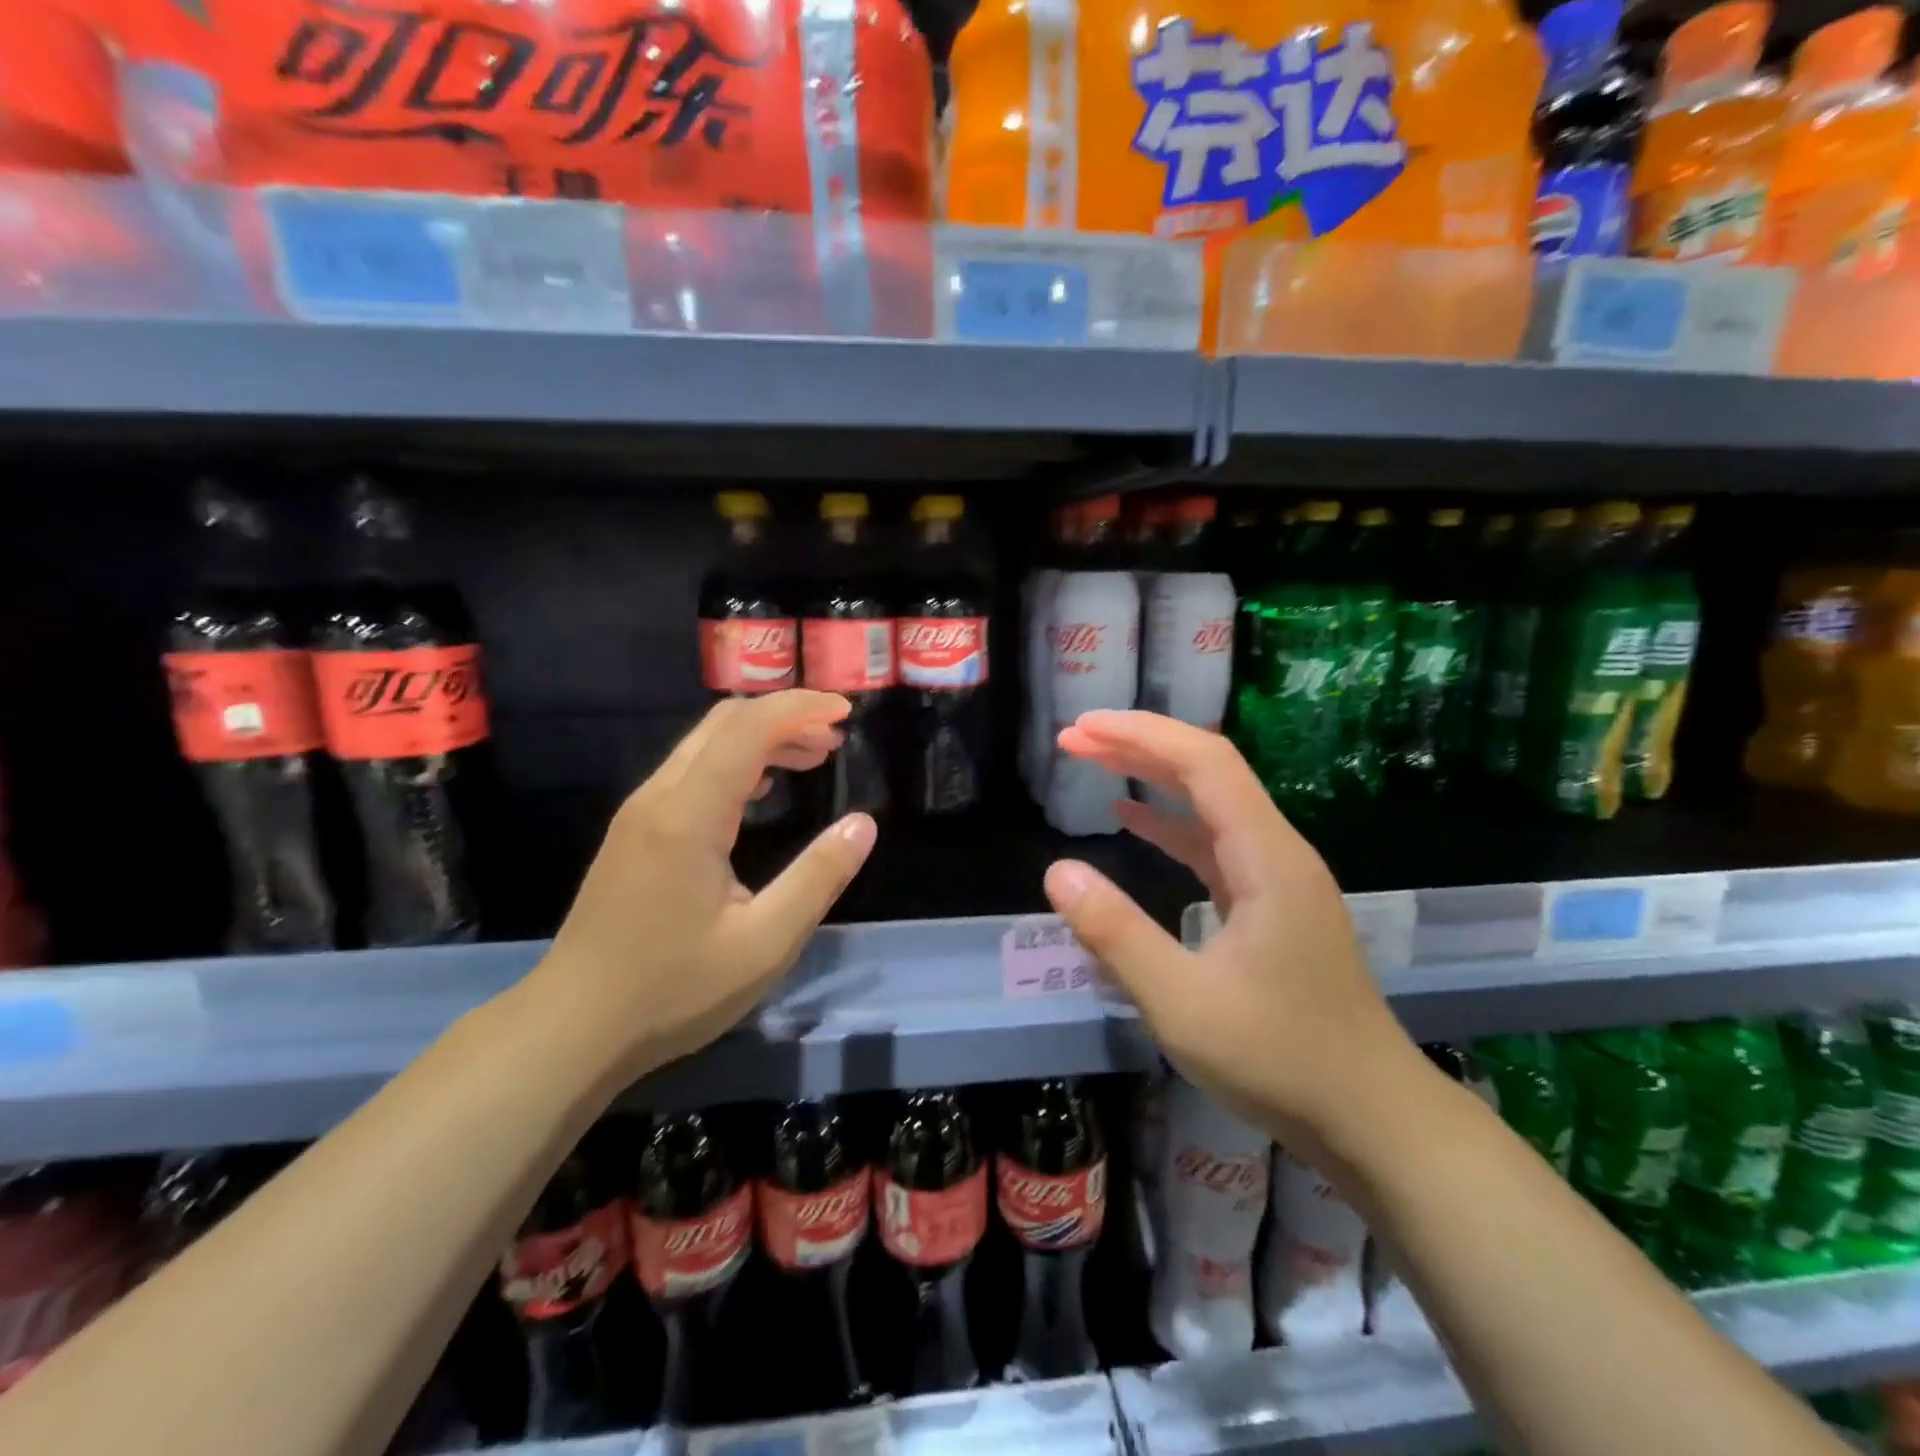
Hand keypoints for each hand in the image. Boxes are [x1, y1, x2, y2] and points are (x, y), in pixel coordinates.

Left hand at [526, 690, 876, 1083]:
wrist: (572, 1027)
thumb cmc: (673, 990)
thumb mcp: (766, 943)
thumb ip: (818, 877)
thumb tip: (864, 824)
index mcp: (690, 816)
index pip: (748, 728)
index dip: (800, 708)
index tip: (846, 713)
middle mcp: (659, 798)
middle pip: (724, 723)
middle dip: (784, 716)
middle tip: (834, 740)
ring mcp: (640, 813)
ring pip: (704, 744)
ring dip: (761, 738)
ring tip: (812, 759)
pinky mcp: (635, 833)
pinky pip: (691, 772)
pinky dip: (736, 762)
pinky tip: (763, 792)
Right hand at [1040, 710, 1425, 1157]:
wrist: (1372, 1118)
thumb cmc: (1279, 1059)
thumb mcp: (1183, 1003)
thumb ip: (1117, 934)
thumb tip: (1058, 872)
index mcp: (1266, 858)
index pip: (1205, 764)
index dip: (1142, 734)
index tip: (1083, 727)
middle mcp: (1277, 852)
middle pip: (1207, 772)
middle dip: (1139, 745)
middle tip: (1074, 738)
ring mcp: (1277, 879)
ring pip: (1210, 805)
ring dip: (1152, 778)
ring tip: (1093, 762)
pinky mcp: (1270, 906)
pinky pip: (1214, 844)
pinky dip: (1170, 824)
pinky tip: (1133, 821)